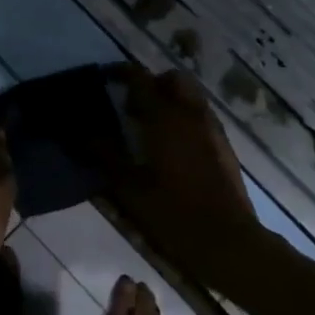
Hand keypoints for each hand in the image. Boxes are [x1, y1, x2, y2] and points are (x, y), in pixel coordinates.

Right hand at [111, 67, 266, 287]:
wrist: (229, 242)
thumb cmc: (175, 214)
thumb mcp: (130, 189)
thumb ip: (106, 156)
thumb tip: (84, 133)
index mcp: (165, 118)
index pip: (141, 78)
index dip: (120, 72)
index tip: (105, 77)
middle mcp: (191, 114)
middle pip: (173, 79)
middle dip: (152, 84)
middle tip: (132, 108)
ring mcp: (212, 129)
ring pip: (190, 96)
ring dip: (170, 100)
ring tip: (149, 129)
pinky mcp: (224, 146)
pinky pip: (201, 116)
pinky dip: (184, 118)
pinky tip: (171, 149)